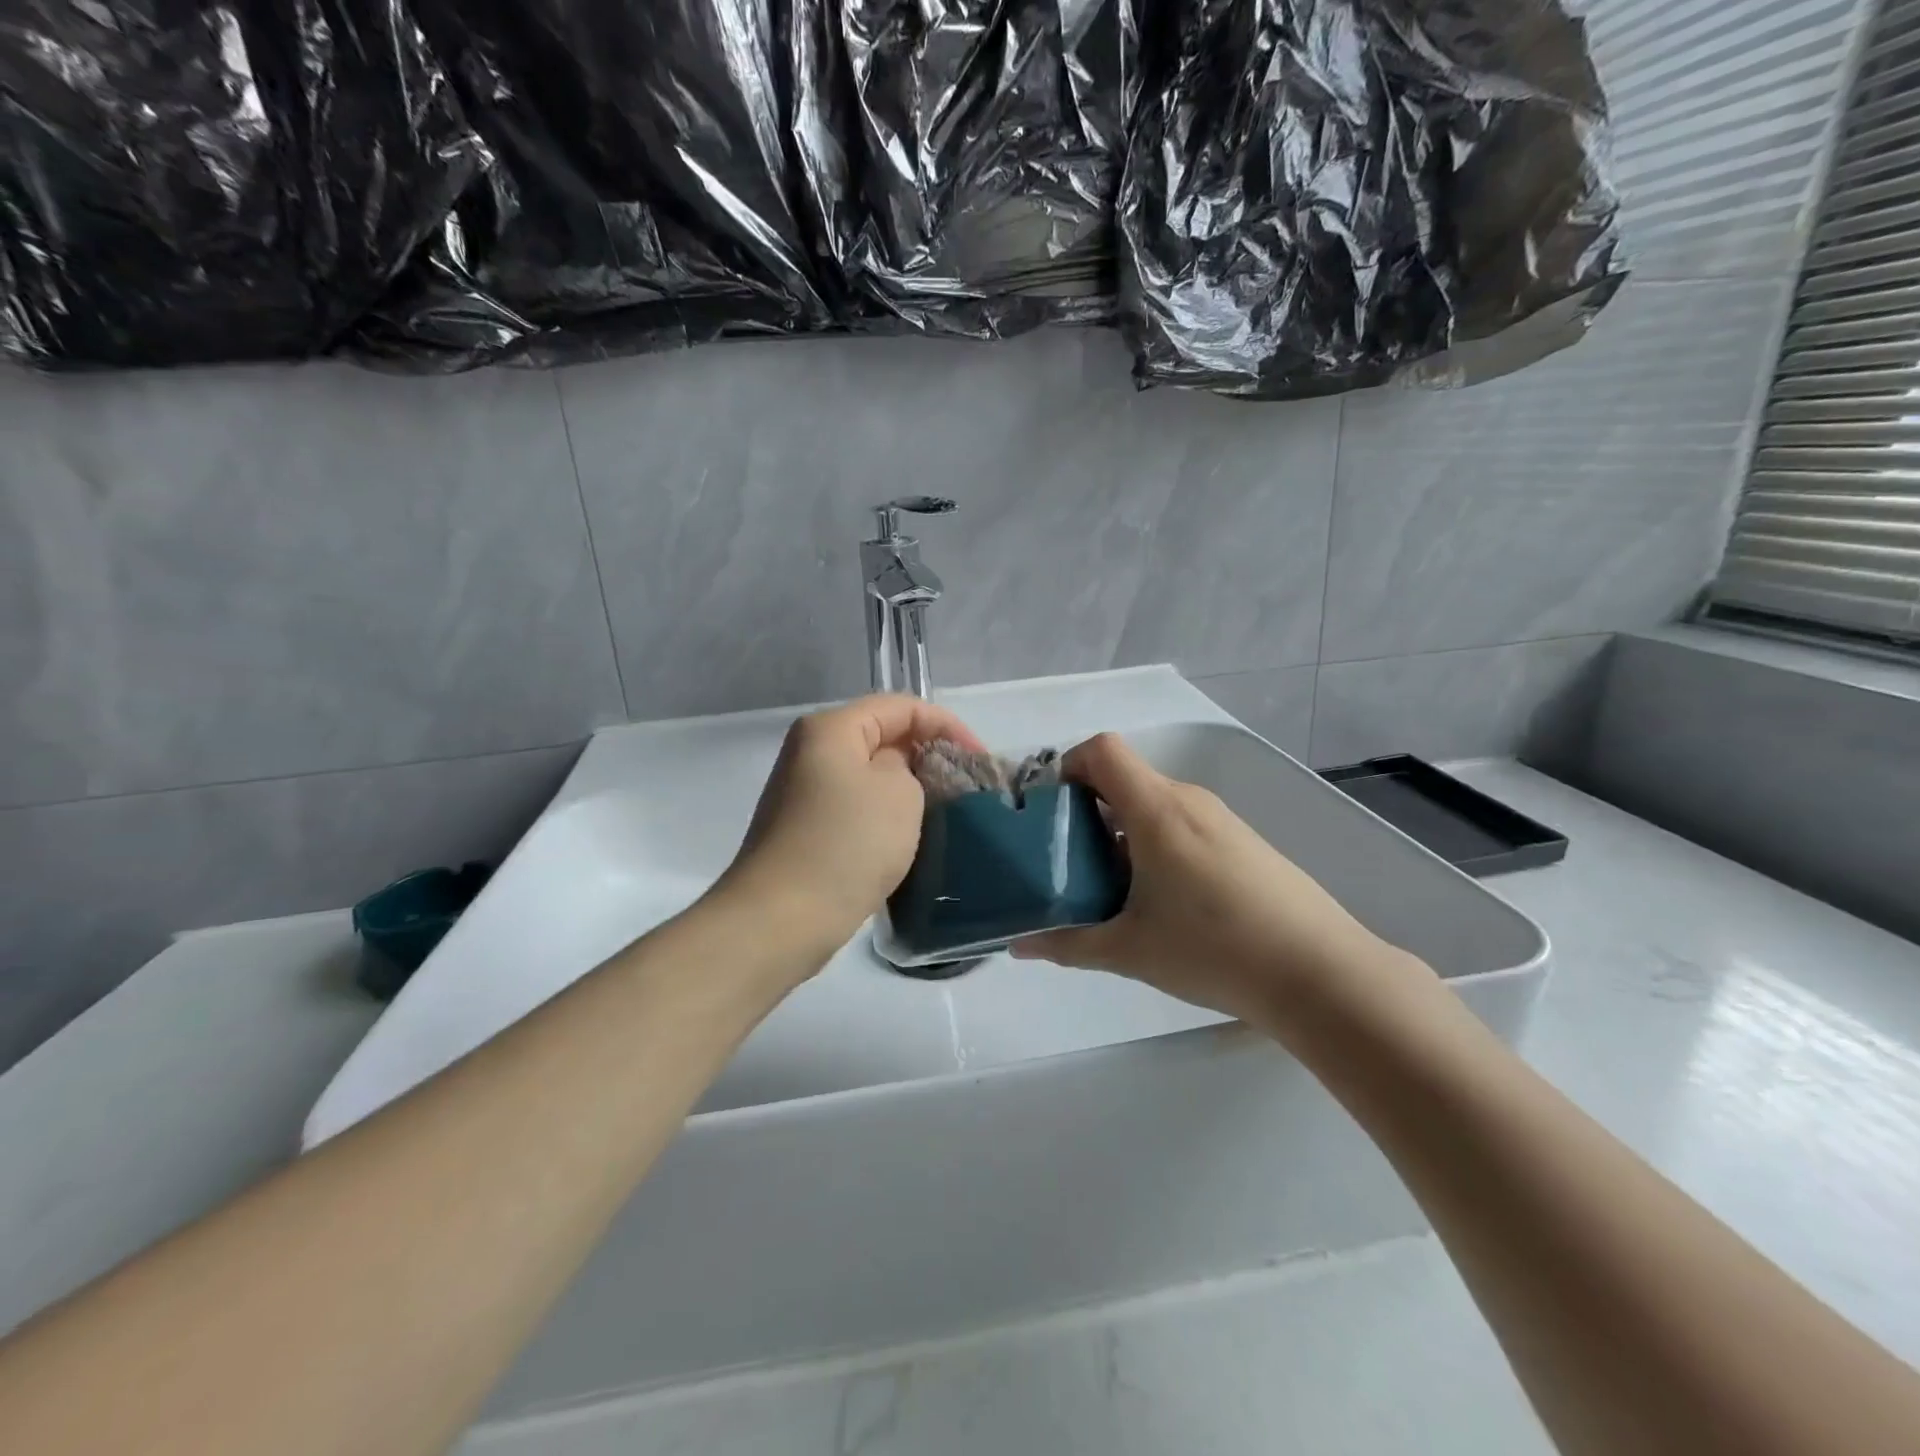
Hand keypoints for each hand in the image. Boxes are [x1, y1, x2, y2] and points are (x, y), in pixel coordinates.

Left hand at [716, 694, 984, 955]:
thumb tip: (896, 776)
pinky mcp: (807, 830)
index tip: (979, 761)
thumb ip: (910, 767)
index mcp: (831, 729)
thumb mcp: (899, 792)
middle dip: (928, 756)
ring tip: (947, 813)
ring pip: (871, 776)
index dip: (947, 726)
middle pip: (883, 737)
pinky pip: (857, 808)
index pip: (901, 707)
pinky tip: (911, 838)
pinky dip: (887, 815)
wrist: (783, 918)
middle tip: (967, 787)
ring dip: (910, 789)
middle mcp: (812, 752)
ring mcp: (805, 793)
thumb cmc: (847, 843)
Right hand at [1011, 733, 1392, 1024]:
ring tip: (1111, 889)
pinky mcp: (1243, 843)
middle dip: (1087, 812)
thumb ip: (1067, 944)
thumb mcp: (1129, 950)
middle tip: (1068, 863)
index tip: (1051, 812)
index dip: (1068, 767)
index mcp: (1156, 810)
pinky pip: (1182, 826)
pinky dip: (1155, 846)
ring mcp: (1220, 820)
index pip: (1102, 750)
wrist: (1321, 974)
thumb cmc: (1214, 949)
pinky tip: (1161, 902)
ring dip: (1122, 834)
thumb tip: (1018, 946)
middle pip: (1125, 780)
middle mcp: (1188, 801)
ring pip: (1154, 806)